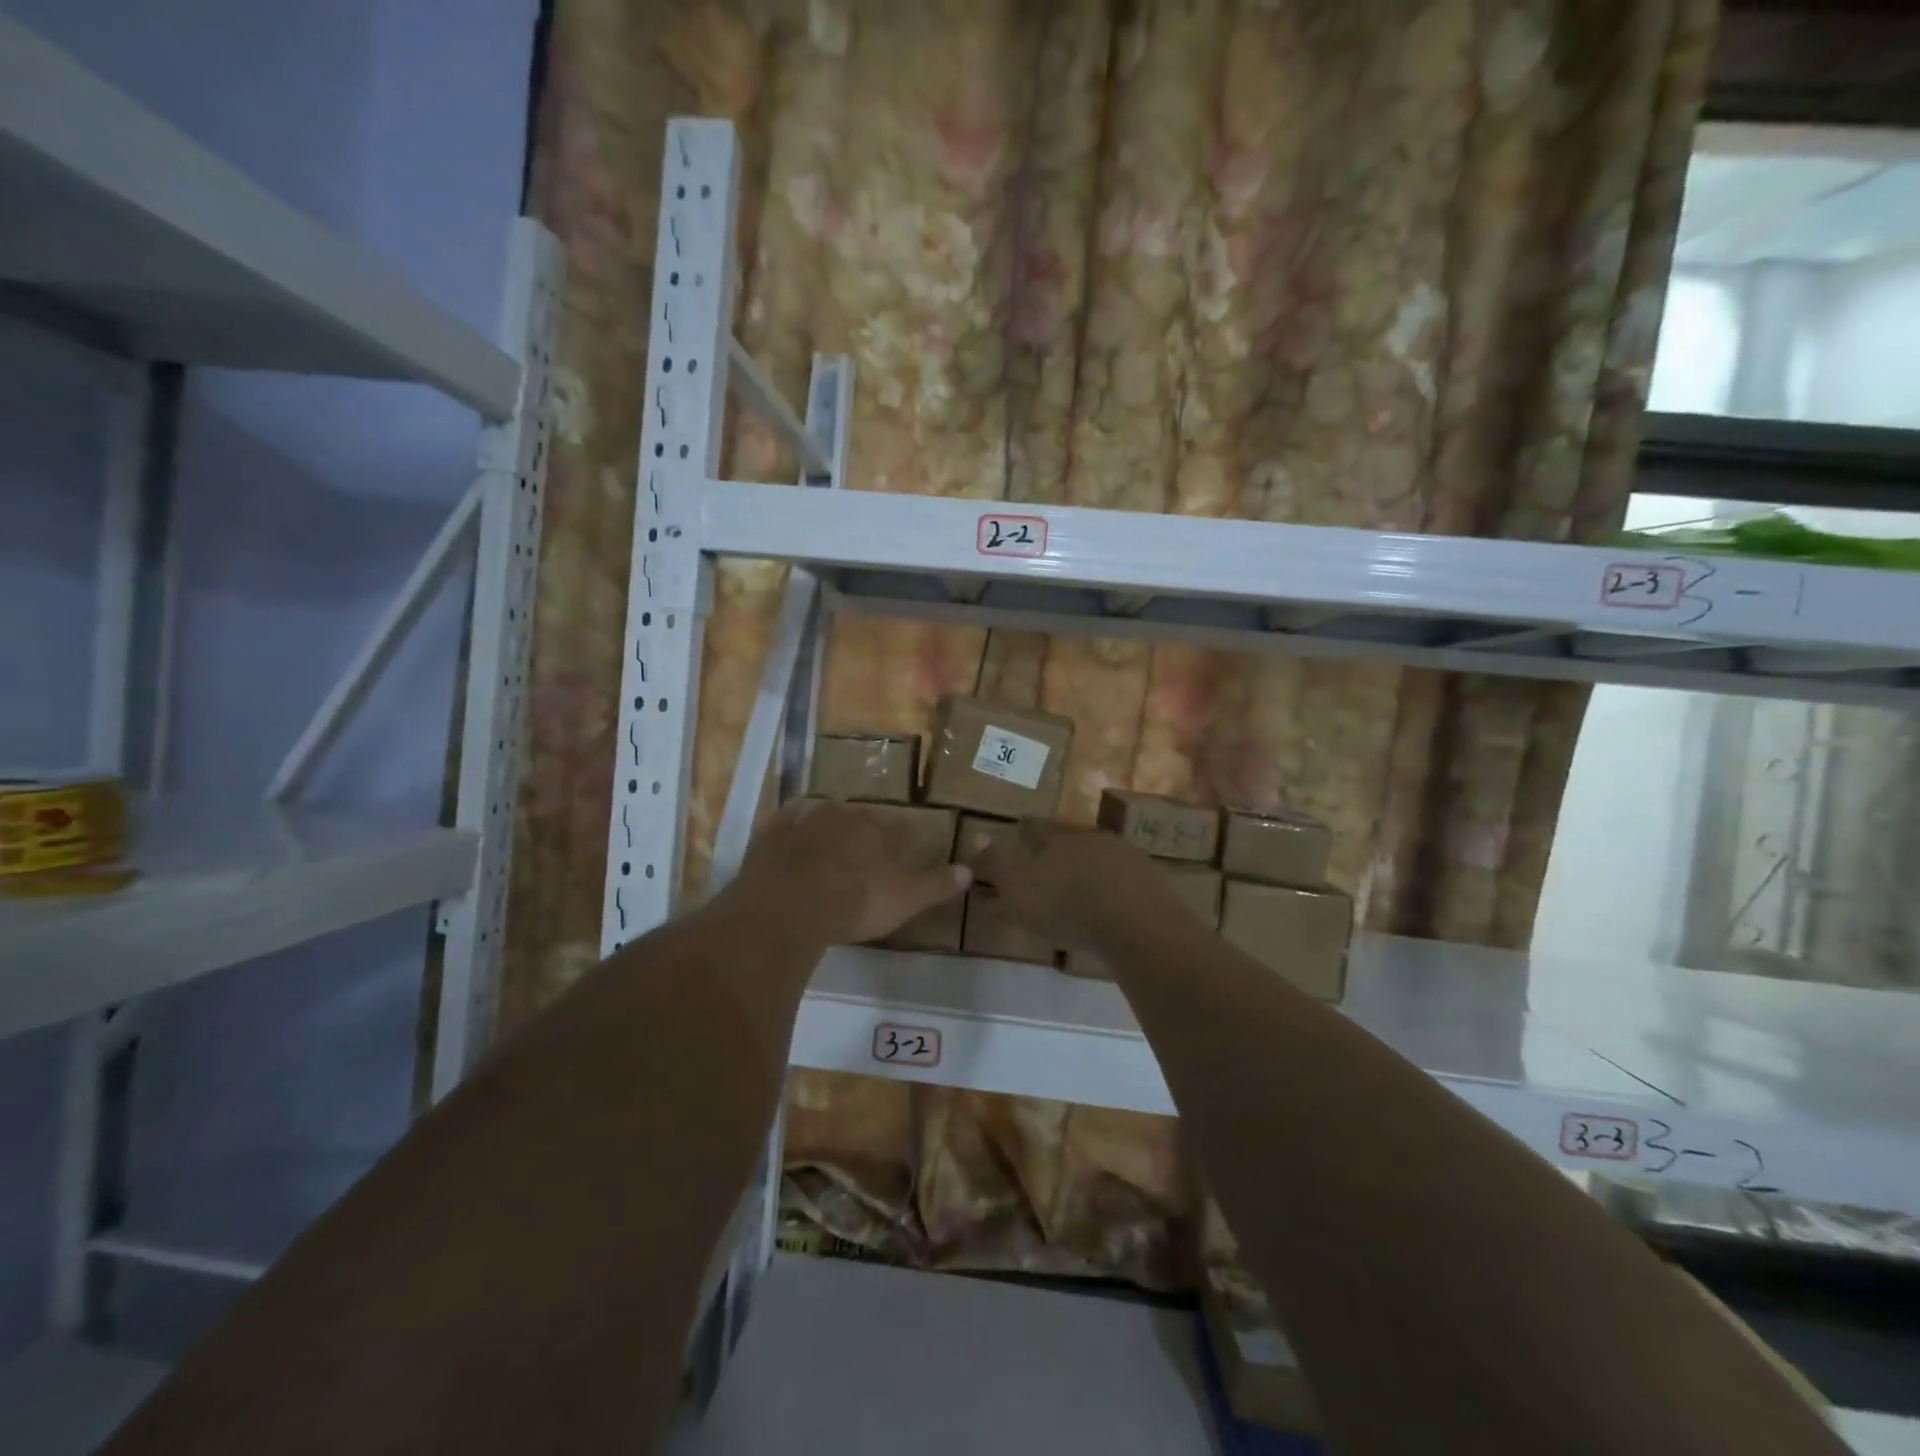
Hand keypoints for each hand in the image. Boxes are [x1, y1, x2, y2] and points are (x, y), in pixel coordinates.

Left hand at [732, 799, 970, 945]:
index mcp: (875, 826)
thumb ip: (937, 884)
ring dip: (823, 832)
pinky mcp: (769, 835)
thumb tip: (970, 871)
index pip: (894, 827)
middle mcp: (841, 814)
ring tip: (824, 856)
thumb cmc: (856, 901)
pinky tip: (788, 844)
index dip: (896, 843)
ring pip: (818, 819)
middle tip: (858, 860)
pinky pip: (783, 825)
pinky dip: (788, 832)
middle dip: (858, 835)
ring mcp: (802, 821)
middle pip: (855, 819)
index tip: (893, 859)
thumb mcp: (906, 899)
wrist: (789, 907)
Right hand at [974, 819, 1181, 949]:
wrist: (1136, 922)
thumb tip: (978, 835)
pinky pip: (1123, 877)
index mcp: (1055, 837)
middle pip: (1069, 837)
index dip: (1023, 830)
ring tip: (1080, 883)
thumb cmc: (1065, 904)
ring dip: (1088, 865)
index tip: (1018, 831)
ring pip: (1098, 854)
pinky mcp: (1149, 880)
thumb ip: (996, 863)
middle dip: (1058, 846)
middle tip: (1049, 860)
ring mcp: (1124, 855)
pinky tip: (1110, 902)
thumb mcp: (1017, 887)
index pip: (1033, 827)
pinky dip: (1112, 886)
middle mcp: (1090, 837)